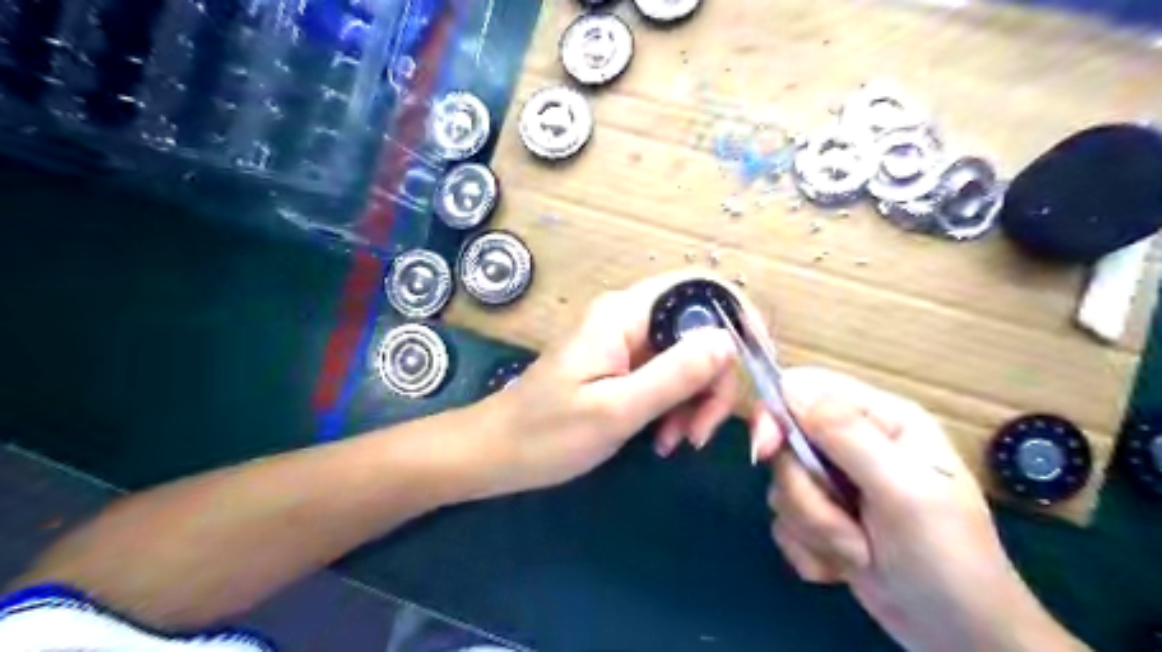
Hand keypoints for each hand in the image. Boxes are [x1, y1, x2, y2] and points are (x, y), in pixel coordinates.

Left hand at [477, 274, 739, 495]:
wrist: (495, 453)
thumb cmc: (545, 434)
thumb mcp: (615, 410)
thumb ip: (674, 374)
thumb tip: (728, 340)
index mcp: (625, 314)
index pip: (701, 290)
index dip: (738, 319)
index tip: (757, 366)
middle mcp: (630, 319)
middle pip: (701, 331)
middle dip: (713, 382)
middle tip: (697, 434)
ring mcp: (627, 343)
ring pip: (690, 359)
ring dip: (695, 402)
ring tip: (673, 442)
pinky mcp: (624, 367)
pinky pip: (669, 378)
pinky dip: (677, 408)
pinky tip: (662, 439)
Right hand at [760, 366, 1085, 650]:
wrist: (959, 639)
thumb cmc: (948, 558)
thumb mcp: (903, 492)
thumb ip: (848, 436)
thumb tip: (790, 387)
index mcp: (881, 419)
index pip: (806, 388)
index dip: (777, 414)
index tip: (766, 450)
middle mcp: (853, 443)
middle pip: (786, 444)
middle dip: (807, 495)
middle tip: (846, 526)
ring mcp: (835, 482)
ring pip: (782, 486)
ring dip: (814, 528)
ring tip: (860, 553)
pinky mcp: (821, 517)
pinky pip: (784, 521)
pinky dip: (810, 549)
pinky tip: (845, 566)